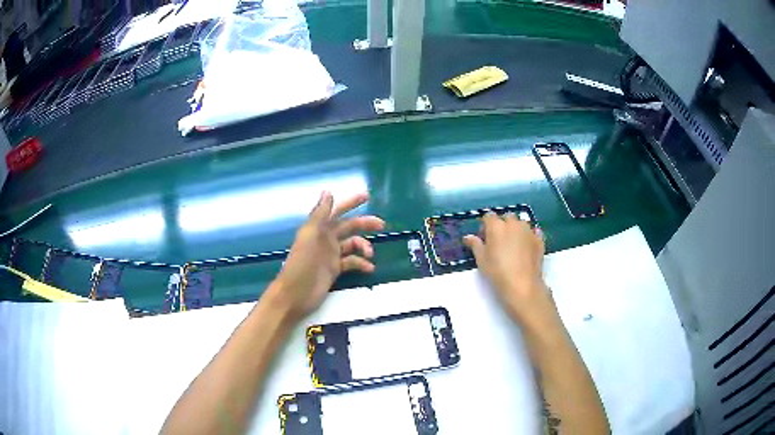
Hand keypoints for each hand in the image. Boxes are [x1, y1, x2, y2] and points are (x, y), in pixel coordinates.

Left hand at [270, 191, 384, 321]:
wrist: (296, 294)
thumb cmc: (301, 263)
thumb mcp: (310, 235)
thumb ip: (320, 214)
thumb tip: (328, 191)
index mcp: (319, 228)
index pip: (337, 211)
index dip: (350, 203)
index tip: (366, 196)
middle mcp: (326, 239)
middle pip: (349, 226)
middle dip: (365, 224)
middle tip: (381, 224)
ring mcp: (331, 255)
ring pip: (352, 245)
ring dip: (364, 246)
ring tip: (370, 254)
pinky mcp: (334, 270)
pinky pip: (351, 262)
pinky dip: (361, 264)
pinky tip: (368, 268)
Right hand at [463, 213, 554, 325]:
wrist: (522, 284)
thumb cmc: (497, 272)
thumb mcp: (481, 259)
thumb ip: (475, 245)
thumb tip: (468, 237)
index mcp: (496, 226)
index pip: (488, 216)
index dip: (485, 226)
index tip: (484, 238)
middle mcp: (513, 223)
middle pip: (506, 217)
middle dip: (502, 225)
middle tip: (499, 242)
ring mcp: (528, 230)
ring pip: (521, 224)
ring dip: (516, 230)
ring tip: (513, 245)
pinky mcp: (539, 239)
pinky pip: (533, 232)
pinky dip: (529, 236)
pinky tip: (527, 247)